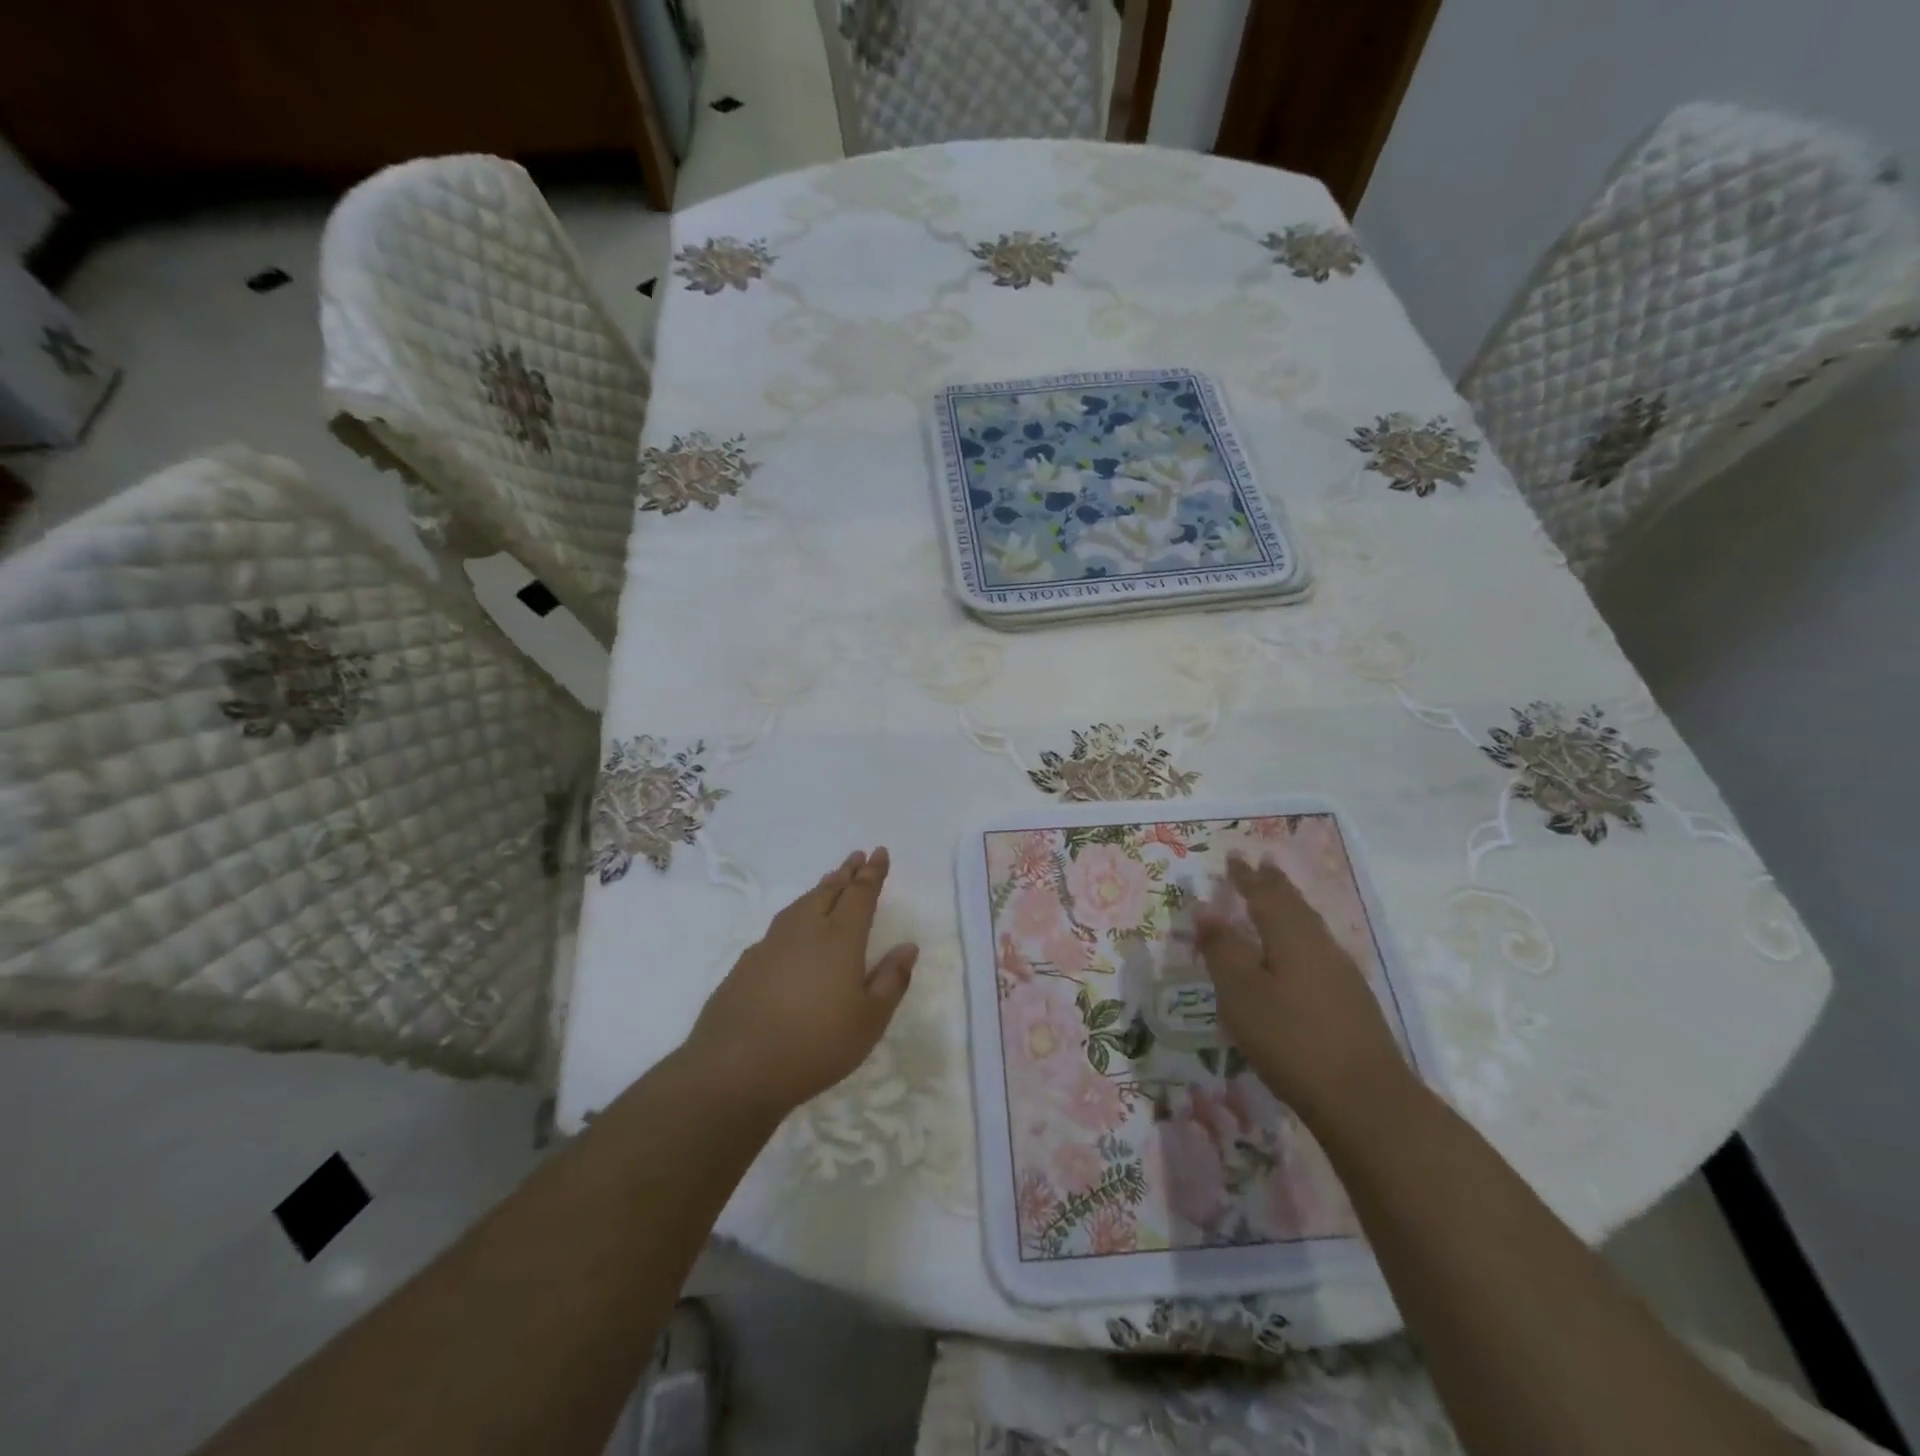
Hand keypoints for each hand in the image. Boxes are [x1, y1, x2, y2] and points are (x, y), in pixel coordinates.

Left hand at [686, 847, 917, 1117]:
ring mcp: (771, 944)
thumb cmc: (816, 1045)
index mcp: (840, 938)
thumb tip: (908, 947)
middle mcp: (805, 930)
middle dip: (846, 873)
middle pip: (829, 891)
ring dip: (820, 888)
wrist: (736, 1067)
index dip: (873, 873)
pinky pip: (780, 925)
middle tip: (857, 857)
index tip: (879, 852)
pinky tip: (794, 928)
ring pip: (802, 904)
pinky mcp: (747, 963)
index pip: (860, 894)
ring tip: (830, 881)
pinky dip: (796, 914)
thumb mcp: (869, 1021)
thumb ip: (891, 980)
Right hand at [1194, 853, 1413, 1128]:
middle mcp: (1320, 946)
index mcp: (1291, 937)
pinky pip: (1318, 950)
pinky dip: (1300, 936)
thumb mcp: (1242, 994)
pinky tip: (1298, 954)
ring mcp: (1342, 974)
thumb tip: (1206, 911)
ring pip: (1310, 928)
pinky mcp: (1351, 1002)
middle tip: (1261, 865)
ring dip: (1290, 908)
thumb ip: (1222, 951)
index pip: (1265, 895)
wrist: (1367, 1100)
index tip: (1234, 857)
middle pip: (1295, 906)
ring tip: (1277, 899)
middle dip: (1274, 884)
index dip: (1247, 877)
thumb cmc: (1292, 1040)